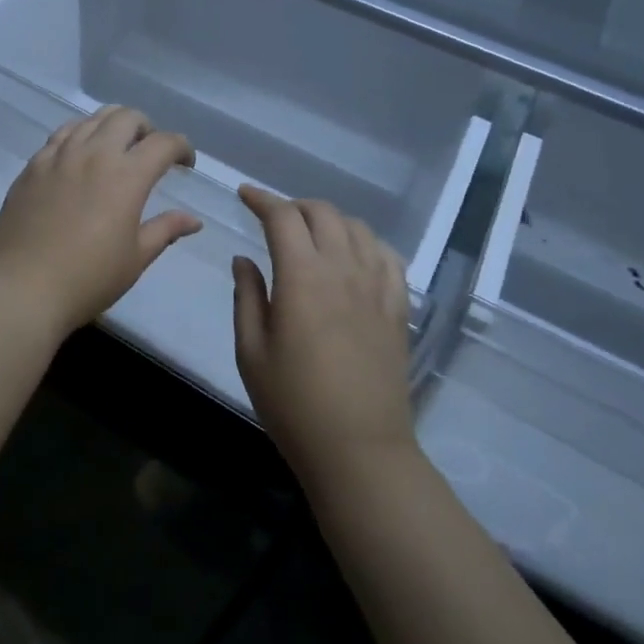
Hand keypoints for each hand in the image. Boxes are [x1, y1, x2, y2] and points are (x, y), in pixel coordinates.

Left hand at [0, 106, 201, 341]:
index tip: (185, 163)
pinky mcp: (32, 166)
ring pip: (91, 119)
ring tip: (115, 149)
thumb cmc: (87, 278)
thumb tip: (193, 220)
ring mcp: (58, 156)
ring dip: (112, 126)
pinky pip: (61, 135)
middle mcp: (93, 154)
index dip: (181, 147)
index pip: (163, 143)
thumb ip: (165, 230)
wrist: (21, 287)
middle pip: (126, 117)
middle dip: (147, 128)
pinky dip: (79, 135)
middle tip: (150, 152)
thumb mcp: (135, 258)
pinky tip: (79, 157)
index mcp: (126, 176)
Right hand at [232, 187, 413, 480]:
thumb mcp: (251, 351)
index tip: (245, 195)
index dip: (262, 199)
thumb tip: (245, 259)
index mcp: (302, 277)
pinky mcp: (398, 308)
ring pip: (357, 228)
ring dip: (329, 220)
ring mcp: (377, 287)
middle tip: (273, 219)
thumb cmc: (293, 404)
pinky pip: (388, 256)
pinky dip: (366, 242)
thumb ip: (247, 297)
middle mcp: (344, 270)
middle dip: (294, 206)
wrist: (359, 449)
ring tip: (311, 235)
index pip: (282, 217)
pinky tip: (354, 255)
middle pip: (323, 213)